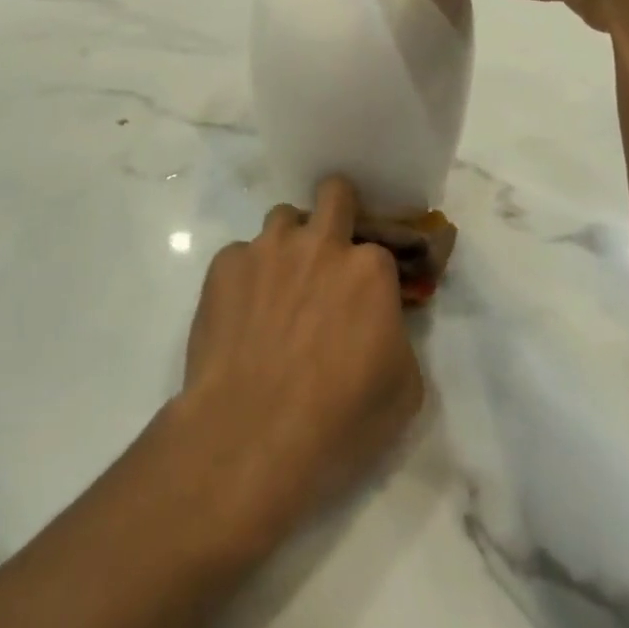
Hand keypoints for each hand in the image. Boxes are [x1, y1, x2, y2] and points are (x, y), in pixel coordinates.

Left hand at [174, 177, 423, 548]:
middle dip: (337, 210)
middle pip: (333, 193)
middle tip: (328, 249)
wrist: (250, 435)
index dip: (373, 271)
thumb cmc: (338, 421)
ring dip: (288, 244)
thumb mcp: (403, 389)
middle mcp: (319, 244)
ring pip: (282, 219)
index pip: (379, 248)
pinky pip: (241, 255)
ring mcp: (267, 248)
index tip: (366, 295)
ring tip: (279, 288)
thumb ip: (396, 335)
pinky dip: (246, 277)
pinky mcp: (225, 264)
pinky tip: (241, 317)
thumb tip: (379, 320)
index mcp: (369, 269)